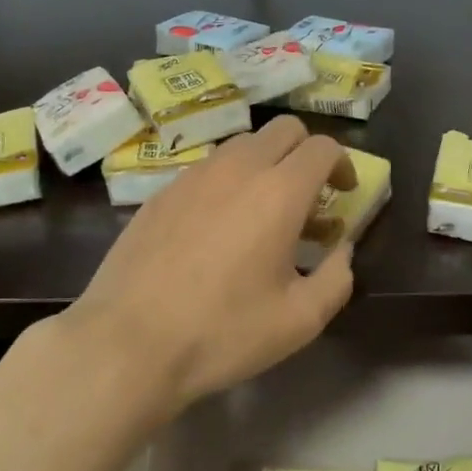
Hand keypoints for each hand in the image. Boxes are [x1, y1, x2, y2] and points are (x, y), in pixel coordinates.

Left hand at [61, 115, 358, 415]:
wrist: (128, 341)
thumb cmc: (222, 332)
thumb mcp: (299, 320)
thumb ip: (336, 279)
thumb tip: (341, 250)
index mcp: (278, 192)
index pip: (322, 147)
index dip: (342, 164)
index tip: (343, 193)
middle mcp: (236, 169)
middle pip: (283, 130)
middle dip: (306, 153)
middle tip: (309, 197)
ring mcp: (193, 176)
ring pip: (242, 145)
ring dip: (265, 164)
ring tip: (262, 212)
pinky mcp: (160, 192)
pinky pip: (207, 168)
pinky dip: (228, 181)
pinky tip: (217, 227)